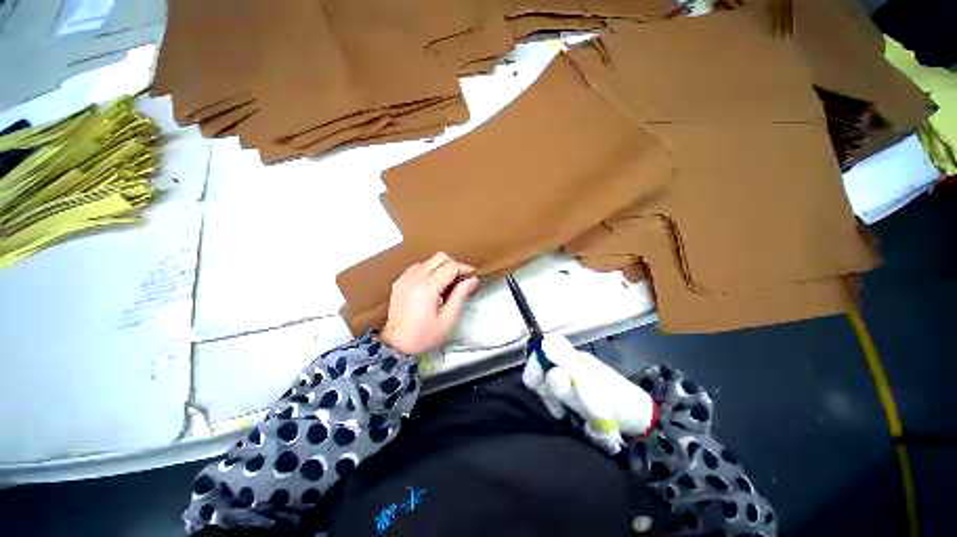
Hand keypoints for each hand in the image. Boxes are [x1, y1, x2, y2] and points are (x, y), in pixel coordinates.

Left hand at [379, 252, 478, 354]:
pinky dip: (428, 270)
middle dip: (453, 264)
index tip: (472, 276)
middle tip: (461, 279)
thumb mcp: (448, 319)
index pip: (450, 266)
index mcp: (427, 288)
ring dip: (440, 267)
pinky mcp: (399, 282)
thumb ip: (460, 295)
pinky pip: (417, 267)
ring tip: (447, 284)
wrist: (396, 346)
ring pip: (428, 261)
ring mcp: (404, 279)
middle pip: (439, 257)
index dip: (464, 268)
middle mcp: (414, 278)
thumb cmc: (424, 336)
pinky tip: (432, 285)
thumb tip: (472, 279)